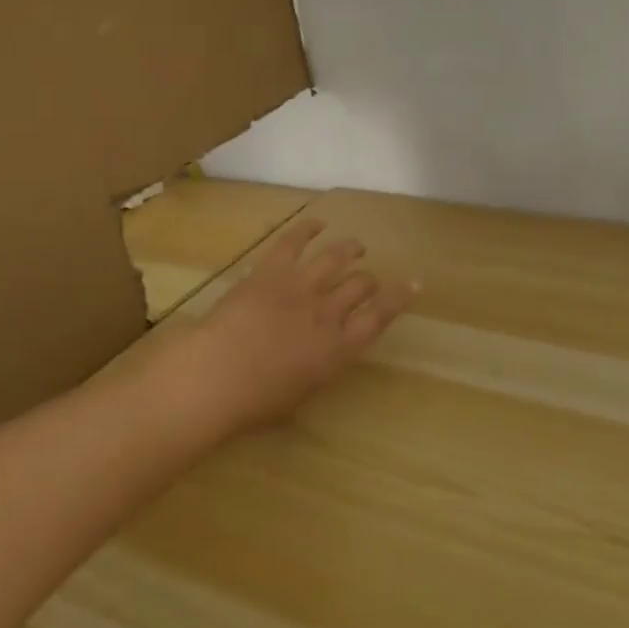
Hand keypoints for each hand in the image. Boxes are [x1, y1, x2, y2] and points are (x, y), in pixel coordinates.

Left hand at [166, 218, 415, 438]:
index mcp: (336, 349)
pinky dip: (308, 229)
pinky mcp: (271, 270)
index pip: (379, 316)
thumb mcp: (298, 396)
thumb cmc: (253, 404)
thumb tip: (318, 358)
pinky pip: (294, 241)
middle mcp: (326, 312)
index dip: (399, 298)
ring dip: (350, 249)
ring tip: (357, 246)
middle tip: (369, 280)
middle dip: (370, 280)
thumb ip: (316, 370)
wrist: (215, 376)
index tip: (413, 284)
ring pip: (336, 257)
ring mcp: (300, 286)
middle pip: (360, 285)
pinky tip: (317, 223)